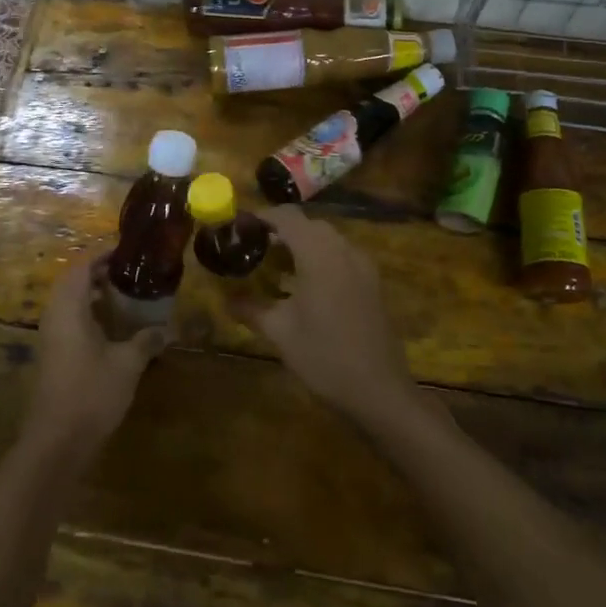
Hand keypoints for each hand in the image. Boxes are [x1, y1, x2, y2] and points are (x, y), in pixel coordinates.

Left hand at [24, 251, 166, 460]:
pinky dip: (88, 314)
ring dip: (93, 294)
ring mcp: (50, 337)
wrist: (57, 440)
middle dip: (99, 272)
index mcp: (69, 308)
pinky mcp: (52, 356)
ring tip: (124, 295)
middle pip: (73, 282)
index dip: (102, 254)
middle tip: (129, 271)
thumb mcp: (127, 364)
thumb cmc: (91, 393)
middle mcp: (54, 316)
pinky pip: (69, 321)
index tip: (127, 250)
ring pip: (69, 303)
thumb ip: (146, 341)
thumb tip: (166, 329)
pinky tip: (112, 327)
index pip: (82, 267)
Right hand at [231, 207, 416, 423]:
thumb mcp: (280, 333)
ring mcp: (363, 266)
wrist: (379, 390)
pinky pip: (342, 256)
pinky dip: (321, 258)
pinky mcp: (373, 283)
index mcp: (319, 255)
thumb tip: (226, 299)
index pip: (288, 217)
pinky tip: (306, 285)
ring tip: (276, 266)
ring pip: (328, 239)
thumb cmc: (324, 357)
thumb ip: (251, 309)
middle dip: (281, 230)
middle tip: (255, 248)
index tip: (240, 226)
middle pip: (309, 225)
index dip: (263, 216)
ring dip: (302, 244)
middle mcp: (344, 250)